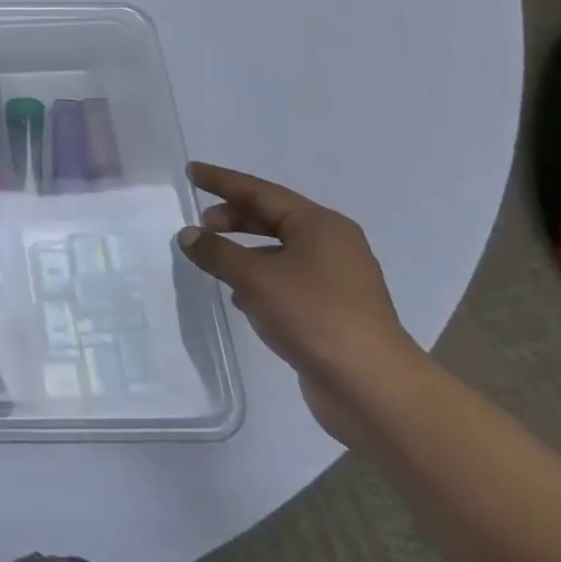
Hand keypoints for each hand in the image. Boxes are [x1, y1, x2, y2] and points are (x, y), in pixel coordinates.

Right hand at [177, 162, 425, 444]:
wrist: (373, 389)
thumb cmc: (314, 315)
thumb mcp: (254, 277)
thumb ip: (216, 251)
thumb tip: (188, 236)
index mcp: (319, 225)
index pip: (260, 191)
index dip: (222, 181)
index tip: (191, 172)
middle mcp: (332, 245)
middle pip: (272, 218)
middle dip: (232, 218)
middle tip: (200, 224)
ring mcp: (335, 280)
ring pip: (278, 251)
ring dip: (243, 250)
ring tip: (212, 258)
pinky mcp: (332, 311)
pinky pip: (286, 280)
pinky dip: (258, 278)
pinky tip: (238, 295)